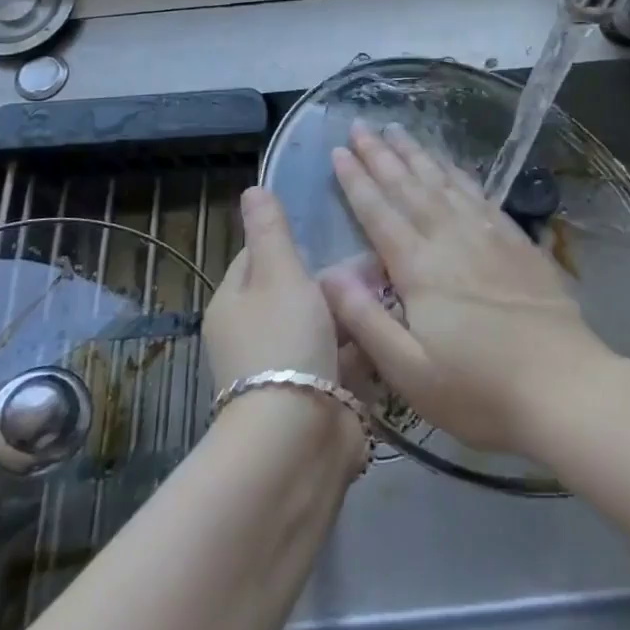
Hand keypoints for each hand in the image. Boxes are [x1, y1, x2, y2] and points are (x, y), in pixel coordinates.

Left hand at [203, 187, 367, 476]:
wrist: (297, 440)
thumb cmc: (283, 342)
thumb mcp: (277, 274)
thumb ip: (270, 232)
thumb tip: (252, 189)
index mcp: (235, 302)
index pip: (258, 256)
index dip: (290, 238)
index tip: (328, 223)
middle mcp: (255, 333)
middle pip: (296, 289)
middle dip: (332, 273)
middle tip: (373, 252)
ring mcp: (288, 366)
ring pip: (325, 322)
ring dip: (352, 308)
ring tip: (393, 280)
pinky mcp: (320, 392)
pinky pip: (344, 355)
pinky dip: (364, 342)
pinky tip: (395, 322)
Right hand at [320, 121, 612, 455]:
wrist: (566, 387)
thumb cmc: (480, 391)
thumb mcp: (410, 372)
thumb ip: (365, 320)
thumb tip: (327, 274)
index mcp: (420, 268)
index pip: (379, 213)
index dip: (356, 180)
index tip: (338, 150)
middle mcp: (451, 239)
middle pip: (409, 187)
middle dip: (382, 155)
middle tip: (361, 125)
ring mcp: (488, 236)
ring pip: (444, 183)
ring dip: (417, 155)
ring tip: (398, 130)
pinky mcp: (517, 242)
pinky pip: (479, 194)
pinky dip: (459, 174)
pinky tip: (451, 165)